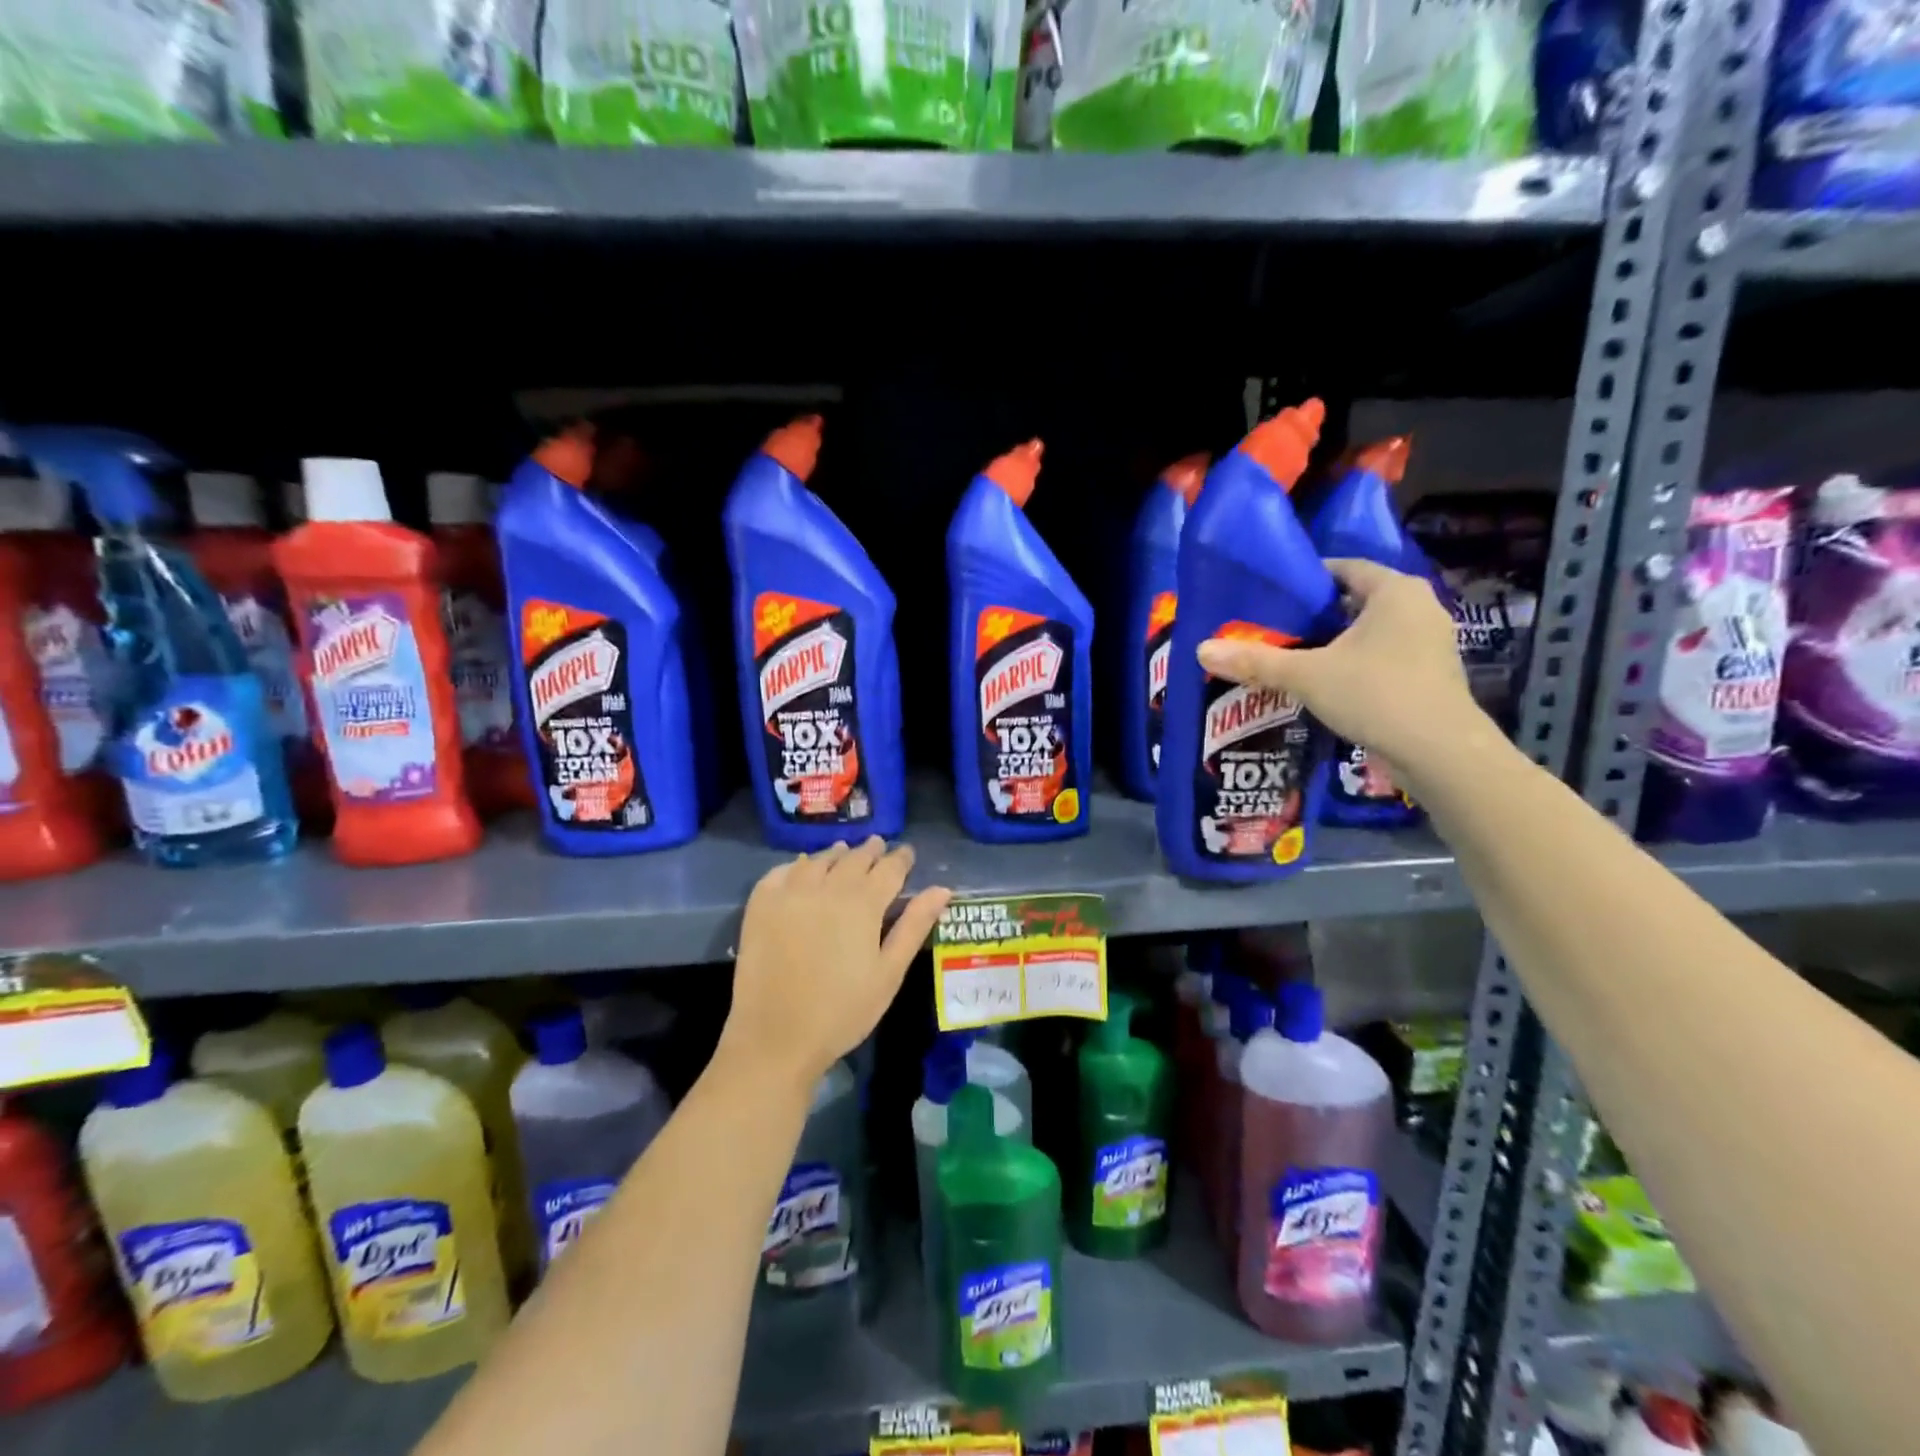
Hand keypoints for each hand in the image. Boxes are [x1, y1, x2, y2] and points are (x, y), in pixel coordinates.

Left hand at [721, 838, 951, 1097]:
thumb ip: (914, 926)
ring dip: (835, 854)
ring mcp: (790, 893)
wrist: (776, 1037)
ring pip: (818, 860)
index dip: (901, 858)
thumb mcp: (889, 972)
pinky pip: (780, 872)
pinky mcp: (761, 905)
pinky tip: (800, 868)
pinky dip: (796, 865)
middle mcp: (827, 887)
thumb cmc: (843, 1011)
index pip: (889, 868)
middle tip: (878, 847)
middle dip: (870, 851)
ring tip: (843, 852)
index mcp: (863, 903)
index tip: (907, 853)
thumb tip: (942, 889)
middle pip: (854, 858)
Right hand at [1195, 558, 1487, 787]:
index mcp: (1394, 591)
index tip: (1274, 595)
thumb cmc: (1375, 694)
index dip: (1307, 579)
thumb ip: (1256, 661)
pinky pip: (1385, 656)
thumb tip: (1201, 649)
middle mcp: (1419, 607)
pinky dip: (1357, 663)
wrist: (1440, 752)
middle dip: (1318, 613)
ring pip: (1372, 631)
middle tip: (1276, 628)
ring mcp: (1431, 642)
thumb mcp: (1306, 675)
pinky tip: (1328, 684)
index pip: (1344, 568)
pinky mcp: (1432, 674)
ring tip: (1295, 657)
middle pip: (1357, 600)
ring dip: (1337, 641)